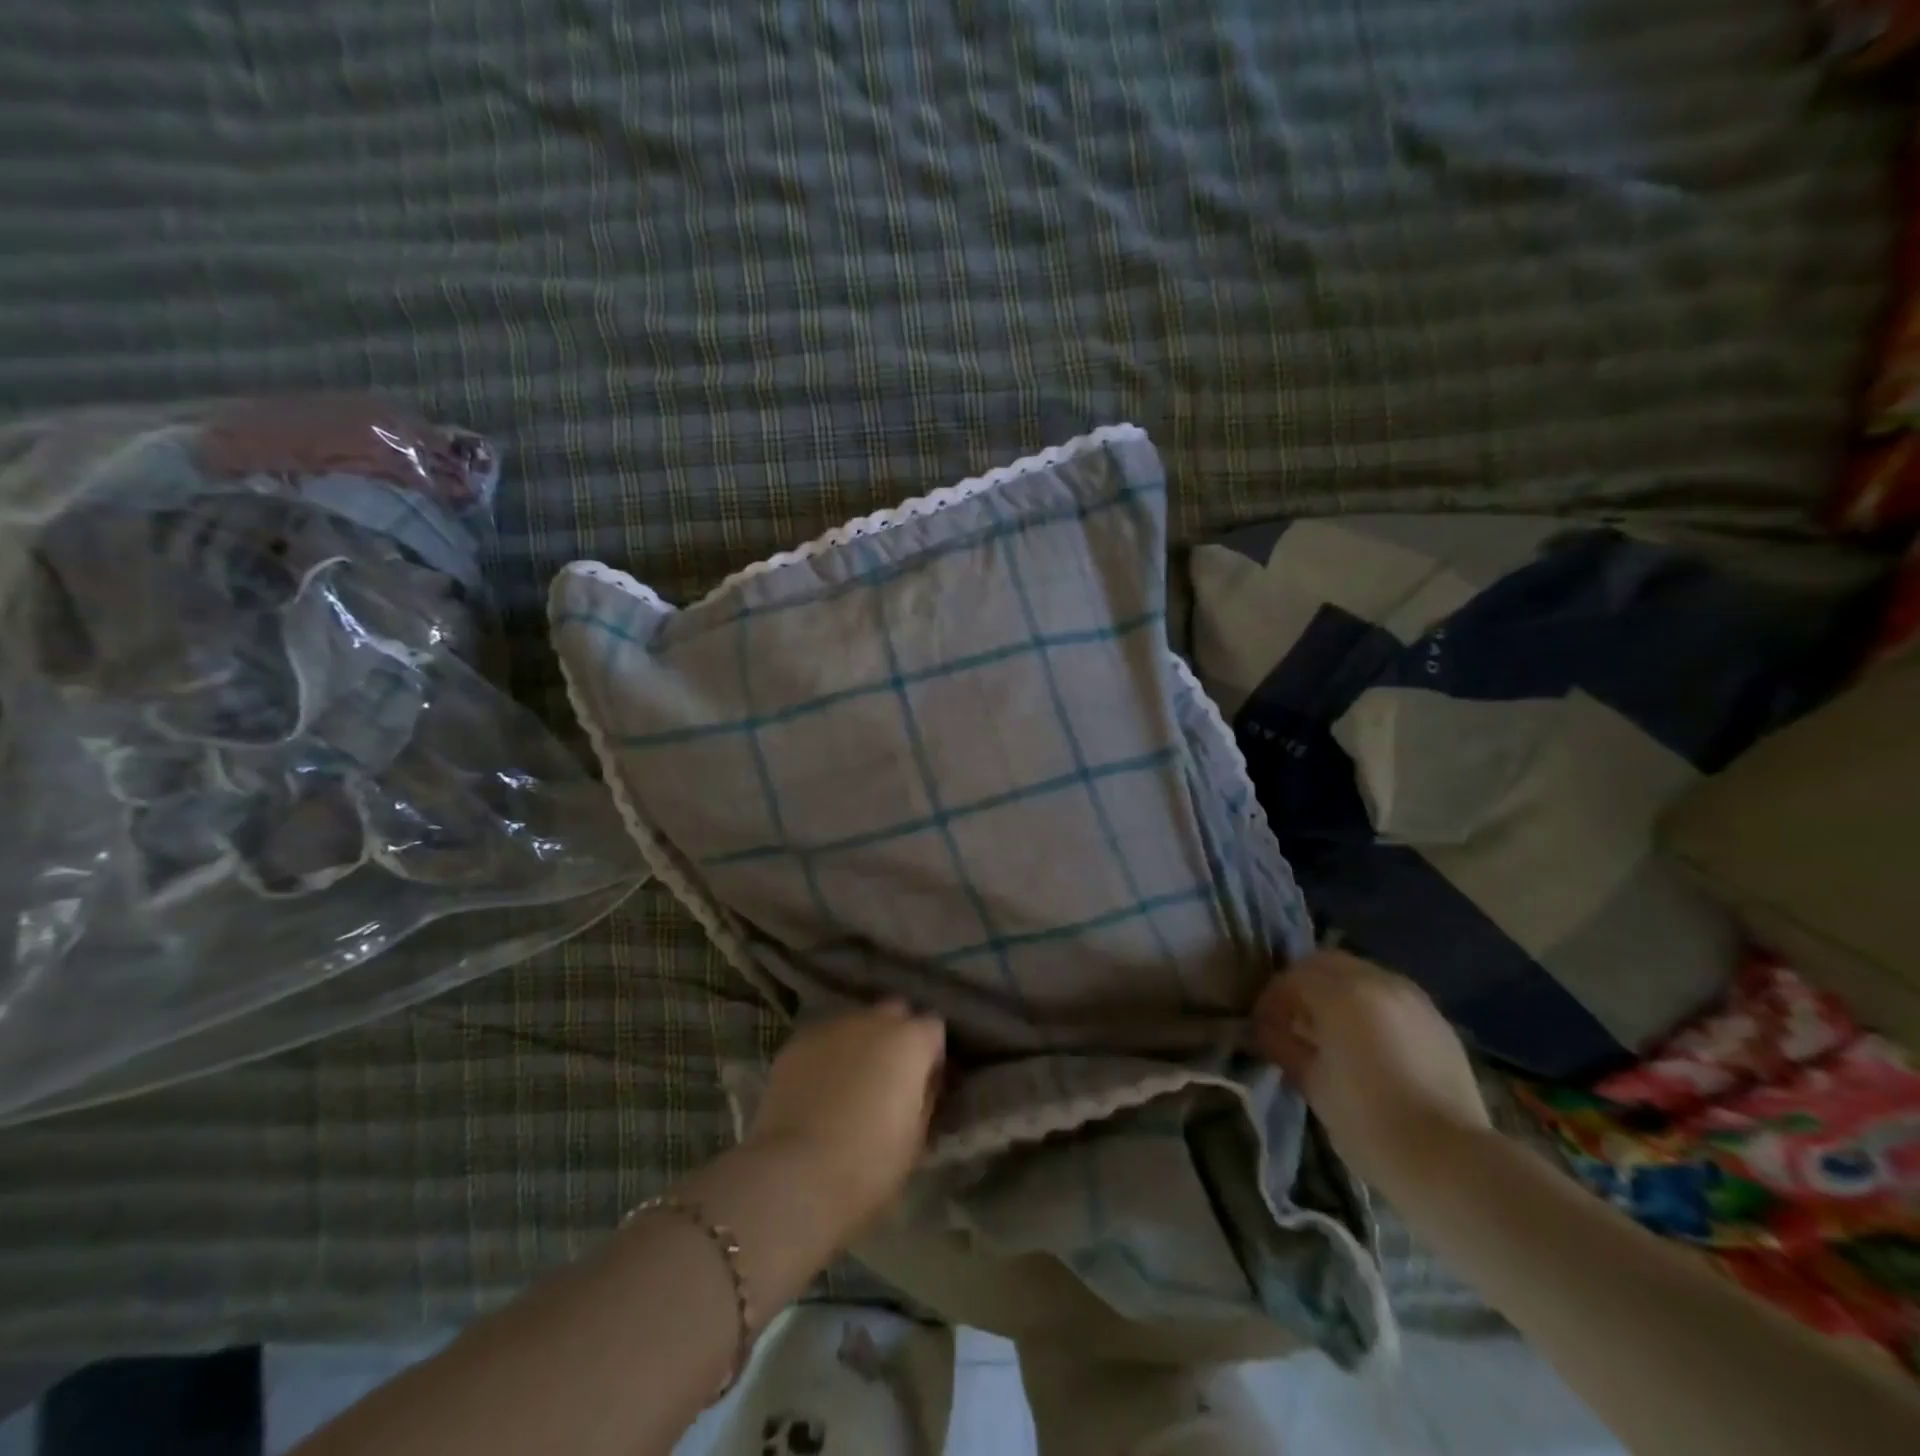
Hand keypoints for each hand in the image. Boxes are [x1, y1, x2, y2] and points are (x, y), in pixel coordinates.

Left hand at [747, 1001, 946, 1231]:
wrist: (797, 1174)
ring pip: (856, 1023)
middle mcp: (874, 1020)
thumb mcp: (917, 1137)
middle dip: (896, 1036)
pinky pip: (823, 1039)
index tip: (924, 1084)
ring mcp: (832, 1026)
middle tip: (888, 1077)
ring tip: (848, 1081)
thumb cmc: (870, 1162)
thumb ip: (925, 1096)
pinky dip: (826, 1055)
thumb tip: (922, 1083)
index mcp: (911, 1041)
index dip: (931, 1055)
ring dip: (860, 1042)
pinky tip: (818, 1087)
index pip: (934, 1028)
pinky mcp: (797, 1041)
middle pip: (895, 1012)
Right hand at [1253, 950, 1489, 1193]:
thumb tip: (1268, 1032)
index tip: (1262, 1028)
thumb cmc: (1368, 1121)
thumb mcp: (1312, 1083)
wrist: (1452, 1161)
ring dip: (1337, 994)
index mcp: (1342, 993)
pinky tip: (1366, 1043)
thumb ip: (1284, 1045)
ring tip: (1329, 1033)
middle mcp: (1379, 982)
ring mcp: (1414, 999)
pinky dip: (1369, 1007)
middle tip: (1291, 1021)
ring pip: (1361, 976)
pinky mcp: (1438, 1022)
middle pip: (1327, 965)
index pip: (1292, 977)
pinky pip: (1390, 998)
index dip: (1271, 1000)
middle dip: (1303, 986)